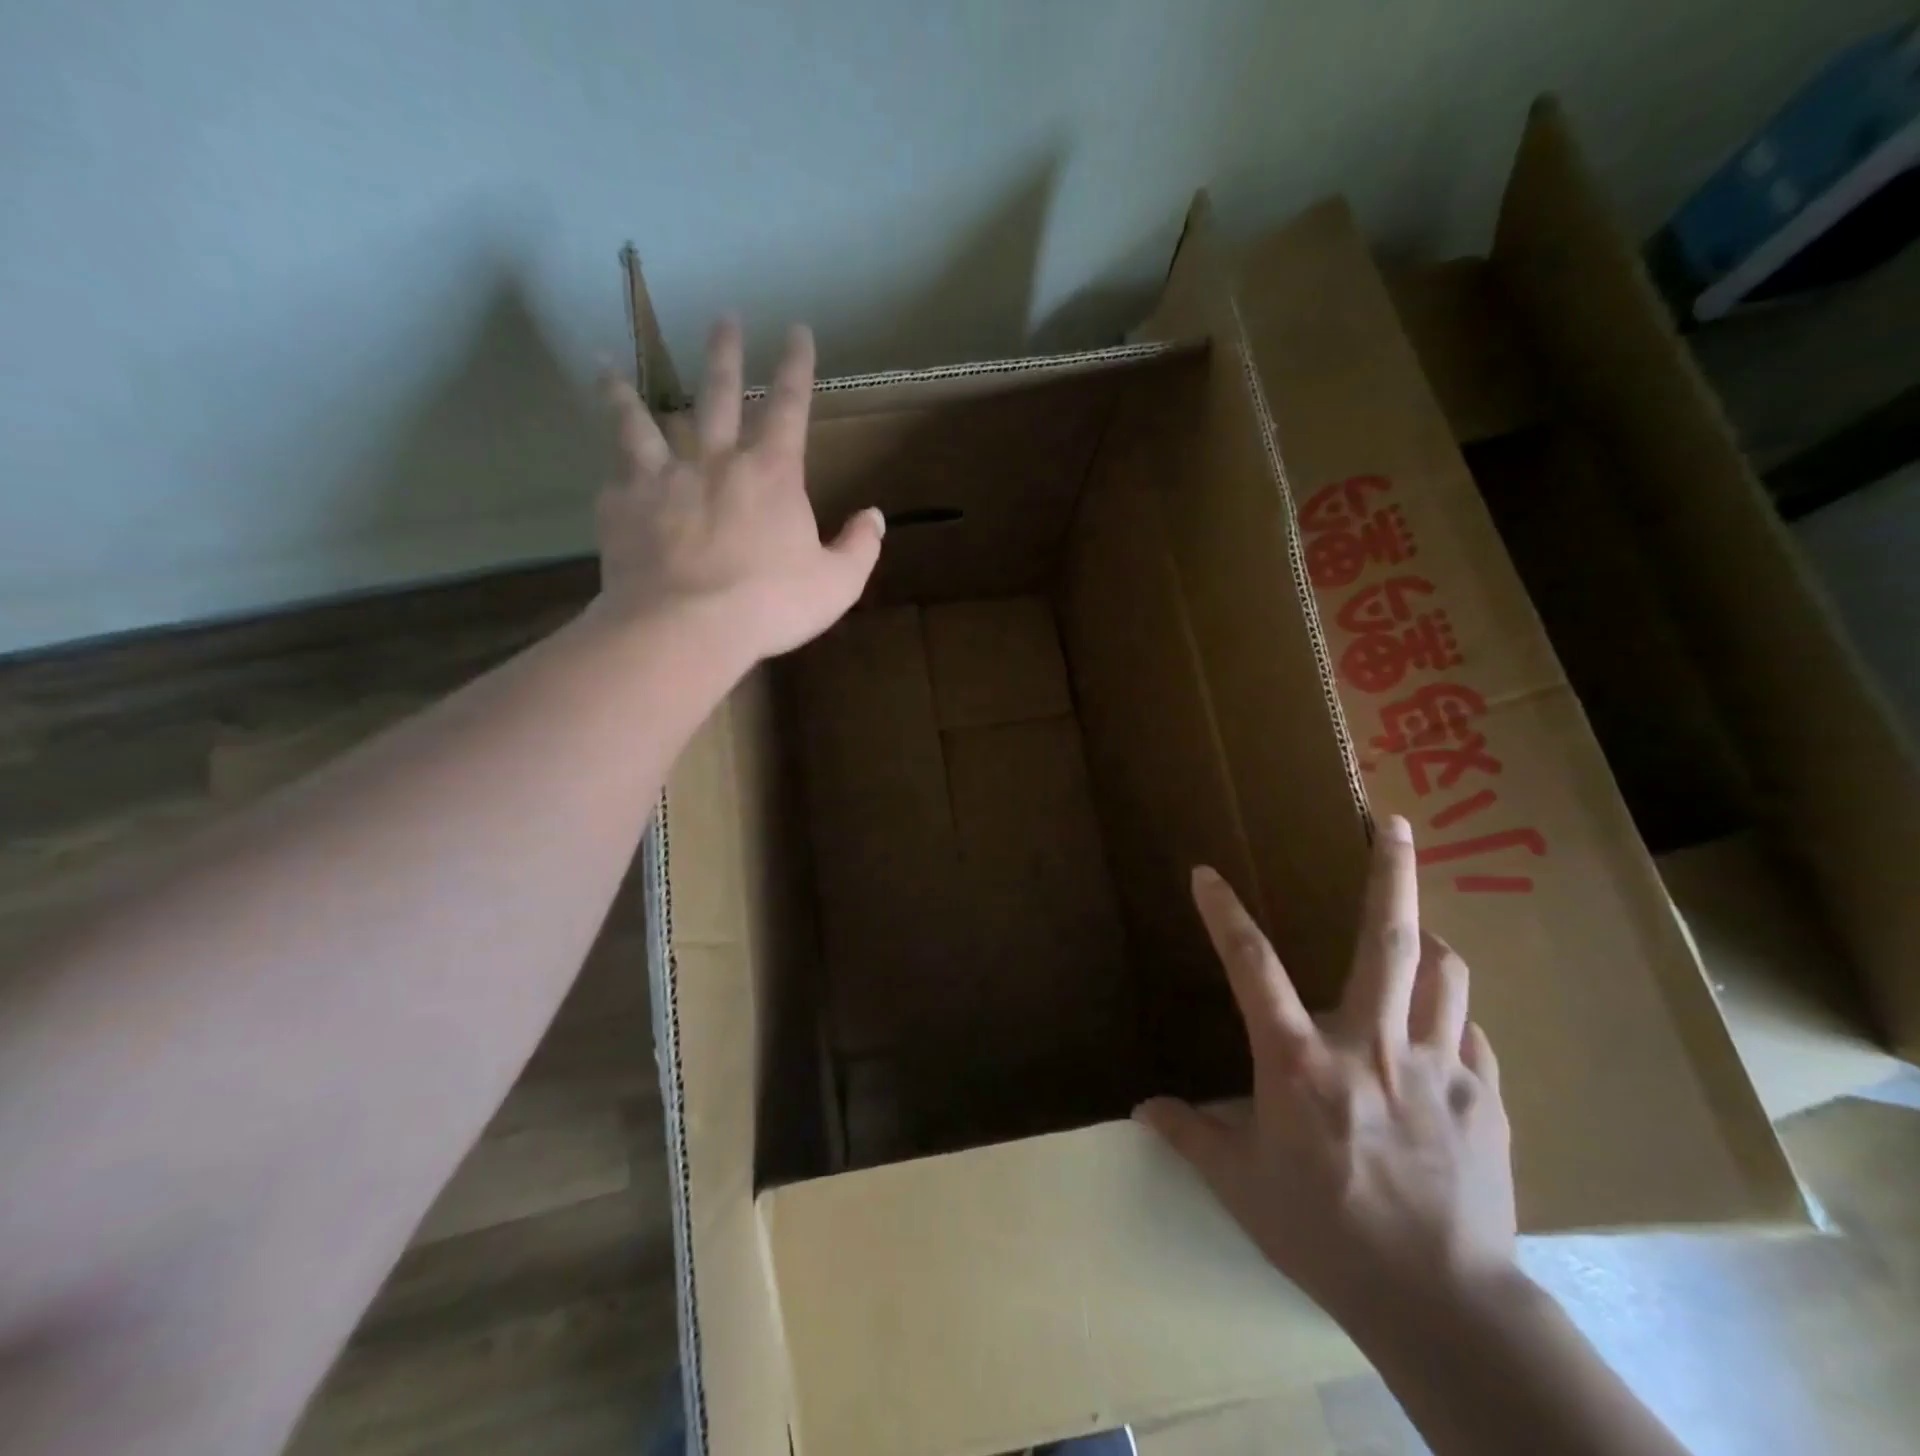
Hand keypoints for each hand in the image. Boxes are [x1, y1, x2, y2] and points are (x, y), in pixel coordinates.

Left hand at [595, 318, 883, 661]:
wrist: (687, 627)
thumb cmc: (770, 605)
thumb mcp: (837, 584)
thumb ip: (859, 547)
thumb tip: (875, 516)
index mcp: (771, 474)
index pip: (790, 406)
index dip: (797, 366)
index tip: (797, 329)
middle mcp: (715, 461)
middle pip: (719, 393)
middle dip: (725, 353)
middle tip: (723, 318)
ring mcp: (663, 478)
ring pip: (641, 421)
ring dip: (627, 391)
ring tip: (608, 365)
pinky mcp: (623, 505)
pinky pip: (615, 474)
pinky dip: (611, 465)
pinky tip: (606, 466)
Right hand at [1136, 815, 1515, 1332]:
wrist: (1446, 1305)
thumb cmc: (1327, 1236)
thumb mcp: (1243, 1188)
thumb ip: (1192, 1135)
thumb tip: (1142, 1109)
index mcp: (1301, 1063)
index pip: (1251, 968)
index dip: (1224, 914)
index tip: (1205, 874)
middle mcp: (1370, 1046)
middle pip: (1388, 940)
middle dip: (1392, 872)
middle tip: (1397, 823)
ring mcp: (1437, 1066)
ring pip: (1444, 972)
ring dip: (1428, 940)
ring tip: (1417, 931)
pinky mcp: (1485, 1095)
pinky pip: (1469, 1030)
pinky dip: (1450, 1014)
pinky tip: (1440, 1027)